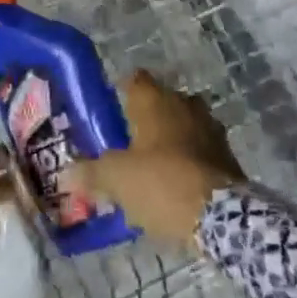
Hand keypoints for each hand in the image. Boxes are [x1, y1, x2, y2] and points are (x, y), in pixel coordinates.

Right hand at [71, 71, 242, 247]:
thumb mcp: (115, 179)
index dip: (120, 93)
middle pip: (160, 104)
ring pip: (182, 128)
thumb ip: (90, 172)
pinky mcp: (229, 157)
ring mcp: (211, 130)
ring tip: (148, 169)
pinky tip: (172, 186)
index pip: (134, 80)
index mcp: (156, 100)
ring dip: (168, 143)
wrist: (222, 217)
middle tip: (124, 144)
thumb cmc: (161, 182)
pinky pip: (199, 152)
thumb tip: (67, 173)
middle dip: (145, 121)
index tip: (108, 113)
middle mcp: (186, 105)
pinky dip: (186, 163)